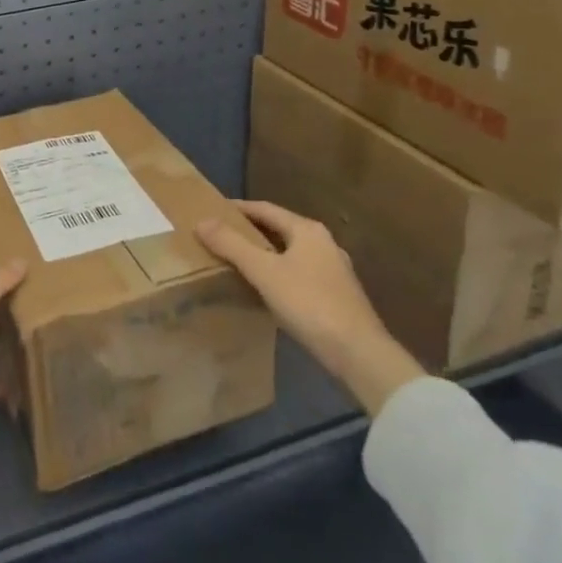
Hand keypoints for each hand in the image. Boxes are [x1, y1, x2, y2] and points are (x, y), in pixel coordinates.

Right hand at [197, 201, 424, 415]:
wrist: (359, 354)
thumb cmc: (309, 303)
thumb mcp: (263, 271)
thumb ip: (231, 245)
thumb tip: (201, 221)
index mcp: (307, 230)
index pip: (265, 209)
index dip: (237, 208)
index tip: (213, 211)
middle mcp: (324, 243)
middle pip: (279, 229)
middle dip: (250, 231)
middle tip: (220, 236)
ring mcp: (334, 270)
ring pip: (290, 253)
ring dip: (264, 254)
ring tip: (237, 261)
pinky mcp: (338, 295)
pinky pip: (299, 273)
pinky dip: (278, 273)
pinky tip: (266, 289)